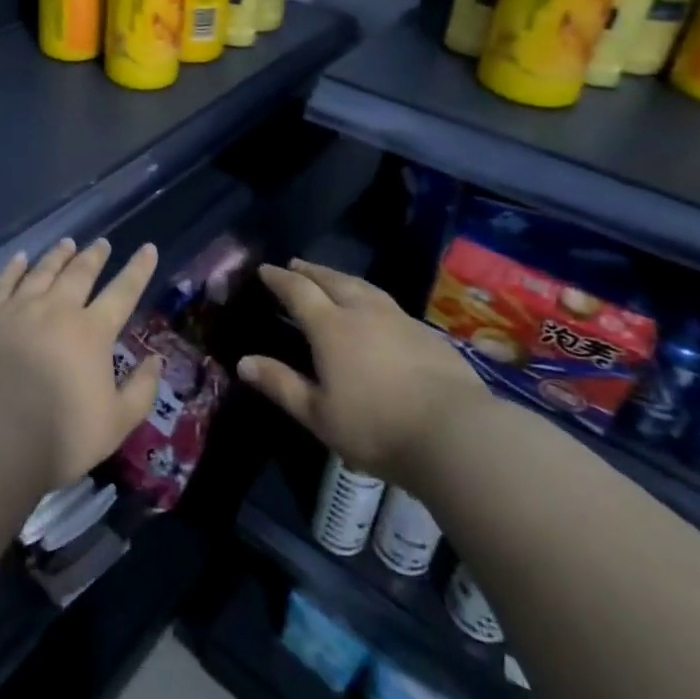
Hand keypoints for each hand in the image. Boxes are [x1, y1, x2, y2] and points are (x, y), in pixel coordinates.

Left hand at [0, 237, 163, 490]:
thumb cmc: (60, 437)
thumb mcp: (116, 424)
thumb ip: (141, 390)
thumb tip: (157, 360)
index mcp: (92, 331)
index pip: (123, 292)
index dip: (138, 269)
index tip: (148, 247)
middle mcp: (57, 309)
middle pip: (80, 273)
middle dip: (94, 256)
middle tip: (102, 243)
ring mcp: (18, 308)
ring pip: (43, 271)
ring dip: (58, 255)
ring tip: (67, 243)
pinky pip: (4, 281)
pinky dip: (15, 267)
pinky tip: (21, 258)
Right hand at [239, 258, 483, 483]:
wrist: (456, 433)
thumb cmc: (376, 426)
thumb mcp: (318, 414)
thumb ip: (281, 384)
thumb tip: (243, 362)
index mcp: (331, 327)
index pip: (298, 291)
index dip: (279, 279)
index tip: (265, 270)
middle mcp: (363, 312)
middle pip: (332, 280)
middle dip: (311, 271)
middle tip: (296, 264)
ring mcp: (399, 319)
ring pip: (364, 287)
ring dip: (342, 278)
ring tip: (332, 278)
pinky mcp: (428, 334)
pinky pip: (390, 305)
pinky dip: (372, 298)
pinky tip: (377, 311)